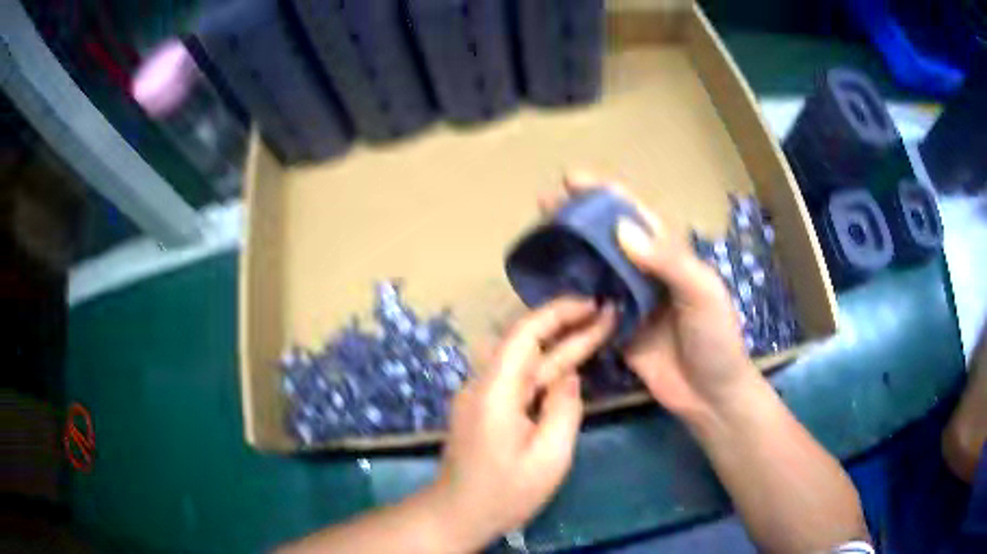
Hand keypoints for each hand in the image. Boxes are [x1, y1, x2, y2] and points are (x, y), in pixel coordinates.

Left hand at [427, 297, 615, 548]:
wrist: (457, 513)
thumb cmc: (505, 492)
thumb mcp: (549, 457)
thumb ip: (564, 409)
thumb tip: (570, 376)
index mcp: (495, 390)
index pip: (525, 332)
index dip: (559, 312)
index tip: (593, 304)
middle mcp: (482, 382)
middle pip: (526, 342)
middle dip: (567, 324)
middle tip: (607, 313)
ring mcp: (480, 394)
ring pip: (523, 359)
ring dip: (559, 343)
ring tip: (597, 328)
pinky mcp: (484, 406)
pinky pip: (518, 377)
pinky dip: (546, 365)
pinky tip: (571, 362)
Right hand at [541, 172, 759, 420]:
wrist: (710, 395)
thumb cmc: (715, 339)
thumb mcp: (702, 293)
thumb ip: (667, 261)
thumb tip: (620, 229)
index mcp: (669, 255)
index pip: (634, 215)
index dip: (605, 195)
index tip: (572, 179)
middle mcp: (646, 272)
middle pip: (607, 237)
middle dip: (578, 218)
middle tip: (544, 203)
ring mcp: (629, 302)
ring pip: (595, 268)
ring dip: (569, 251)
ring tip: (538, 237)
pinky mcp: (616, 330)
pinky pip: (590, 306)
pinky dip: (570, 295)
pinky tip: (546, 285)